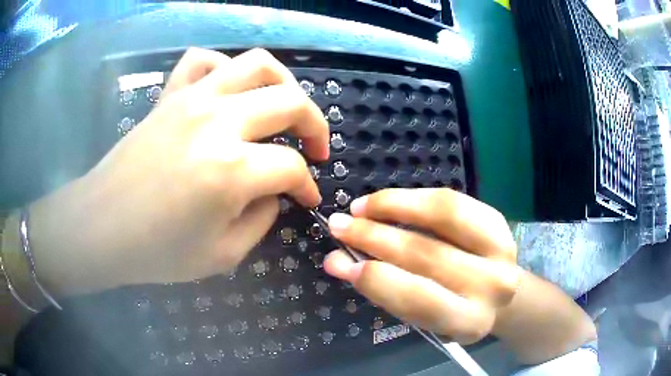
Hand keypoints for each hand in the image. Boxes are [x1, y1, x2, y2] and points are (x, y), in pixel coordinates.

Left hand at [28, 48, 328, 295]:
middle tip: (315, 149)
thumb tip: (274, 193)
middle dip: (315, 126)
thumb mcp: (222, 256)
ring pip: (256, 64)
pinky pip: (203, 61)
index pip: (291, 168)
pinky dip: (224, 68)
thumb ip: (261, 220)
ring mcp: (191, 100)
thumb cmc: (156, 252)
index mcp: (231, 171)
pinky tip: (228, 90)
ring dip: (283, 83)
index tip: (308, 197)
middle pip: (291, 102)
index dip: (308, 185)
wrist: (100, 228)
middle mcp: (217, 122)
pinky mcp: (169, 96)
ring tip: (284, 106)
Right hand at [324, 188, 518, 344]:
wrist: (498, 293)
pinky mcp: (499, 221)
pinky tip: (388, 201)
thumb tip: (339, 262)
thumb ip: (386, 291)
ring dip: (393, 207)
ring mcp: (502, 249)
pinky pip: (452, 200)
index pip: (420, 299)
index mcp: (469, 321)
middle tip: (339, 226)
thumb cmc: (454, 310)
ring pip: (443, 215)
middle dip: (375, 237)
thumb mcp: (424, 317)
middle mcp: (492, 285)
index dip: (377, 279)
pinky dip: (415, 198)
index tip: (339, 261)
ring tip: (360, 207)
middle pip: (427, 254)